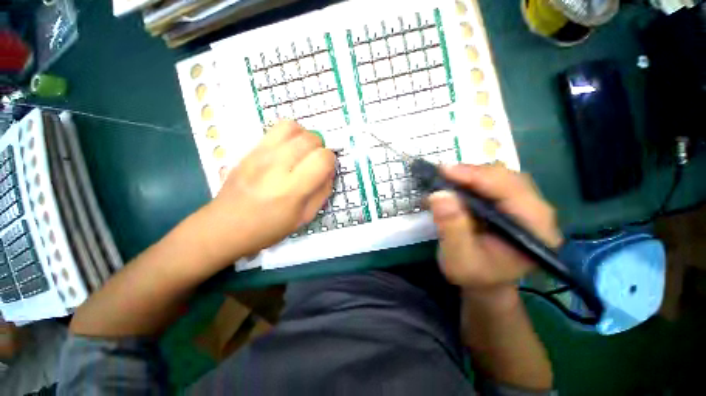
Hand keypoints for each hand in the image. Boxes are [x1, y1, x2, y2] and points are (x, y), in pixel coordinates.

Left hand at [209, 120, 334, 256]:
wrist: (225, 226)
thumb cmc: (269, 228)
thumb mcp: (304, 218)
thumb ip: (322, 192)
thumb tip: (329, 171)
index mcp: (292, 189)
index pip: (322, 158)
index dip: (330, 161)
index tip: (326, 170)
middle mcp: (276, 166)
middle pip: (310, 139)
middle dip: (320, 148)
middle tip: (315, 163)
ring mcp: (260, 154)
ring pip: (293, 127)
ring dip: (305, 137)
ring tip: (303, 153)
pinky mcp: (250, 150)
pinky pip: (276, 129)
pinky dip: (290, 134)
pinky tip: (288, 150)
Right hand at [428, 164, 561, 290]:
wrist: (486, 281)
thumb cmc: (474, 275)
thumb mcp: (457, 258)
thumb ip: (451, 228)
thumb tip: (439, 194)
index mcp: (534, 230)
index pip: (511, 191)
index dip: (478, 177)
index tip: (445, 171)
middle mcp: (538, 213)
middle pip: (508, 178)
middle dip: (473, 173)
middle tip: (442, 173)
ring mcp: (526, 205)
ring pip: (501, 177)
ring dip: (471, 174)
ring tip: (447, 178)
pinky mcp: (512, 203)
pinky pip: (494, 182)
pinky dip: (472, 179)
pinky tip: (457, 183)